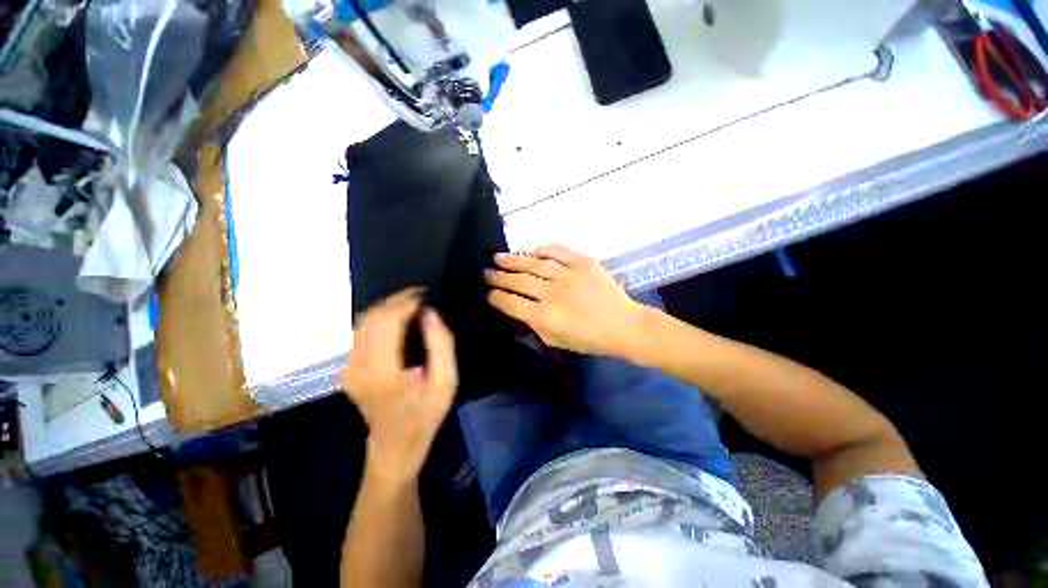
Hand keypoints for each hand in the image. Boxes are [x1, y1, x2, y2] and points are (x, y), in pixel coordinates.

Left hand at [340, 289, 457, 482]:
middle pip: (371, 317)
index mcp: (382, 371)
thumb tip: (430, 314)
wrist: (394, 447)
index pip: (387, 321)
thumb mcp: (446, 383)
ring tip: (411, 304)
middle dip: (396, 300)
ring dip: (386, 307)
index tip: (426, 295)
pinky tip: (397, 320)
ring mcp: (348, 368)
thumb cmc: (425, 416)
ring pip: (362, 321)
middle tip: (420, 295)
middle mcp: (357, 366)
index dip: (406, 302)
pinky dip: (379, 319)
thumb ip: (441, 345)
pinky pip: (360, 332)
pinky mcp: (347, 369)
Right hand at [485, 244, 645, 357]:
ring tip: (498, 257)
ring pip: (533, 264)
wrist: (623, 325)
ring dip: (513, 260)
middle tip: (487, 272)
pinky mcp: (583, 262)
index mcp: (545, 317)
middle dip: (499, 277)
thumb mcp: (556, 340)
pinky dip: (542, 249)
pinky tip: (531, 252)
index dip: (496, 298)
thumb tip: (518, 308)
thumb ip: (534, 324)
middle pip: (518, 281)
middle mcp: (553, 293)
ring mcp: (568, 275)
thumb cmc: (589, 339)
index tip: (488, 294)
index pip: (511, 303)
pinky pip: (557, 251)